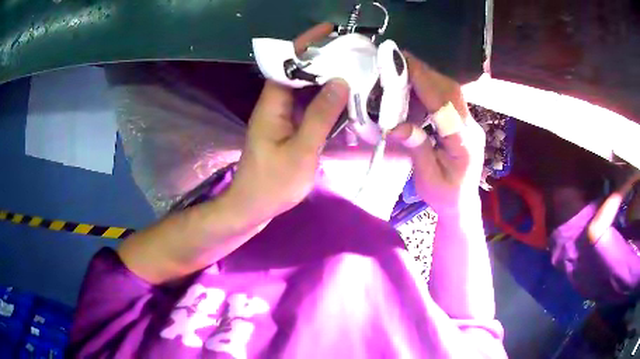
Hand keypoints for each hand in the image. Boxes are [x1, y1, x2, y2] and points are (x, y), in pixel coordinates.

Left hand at [227, 25, 348, 224]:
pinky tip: (346, 100)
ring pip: (306, 90)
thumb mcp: (301, 151)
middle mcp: (275, 105)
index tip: (330, 31)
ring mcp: (282, 117)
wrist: (253, 207)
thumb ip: (320, 116)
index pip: (287, 63)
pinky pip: (309, 107)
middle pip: (299, 73)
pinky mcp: (289, 129)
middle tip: (354, 53)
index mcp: (271, 105)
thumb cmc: (272, 184)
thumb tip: (341, 83)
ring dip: (328, 80)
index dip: (306, 44)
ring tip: (357, 71)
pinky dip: (326, 101)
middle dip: (324, 59)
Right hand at [390, 53, 484, 215]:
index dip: (424, 82)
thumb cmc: (445, 196)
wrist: (463, 204)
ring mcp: (470, 123)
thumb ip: (418, 151)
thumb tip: (398, 126)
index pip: (445, 105)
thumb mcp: (428, 179)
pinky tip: (416, 87)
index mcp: (464, 143)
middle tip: (399, 59)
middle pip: (451, 90)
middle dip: (425, 72)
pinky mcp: (465, 122)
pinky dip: (432, 87)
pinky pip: (450, 98)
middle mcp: (471, 127)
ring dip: (428, 77)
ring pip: (452, 91)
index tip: (404, 62)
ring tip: (404, 69)